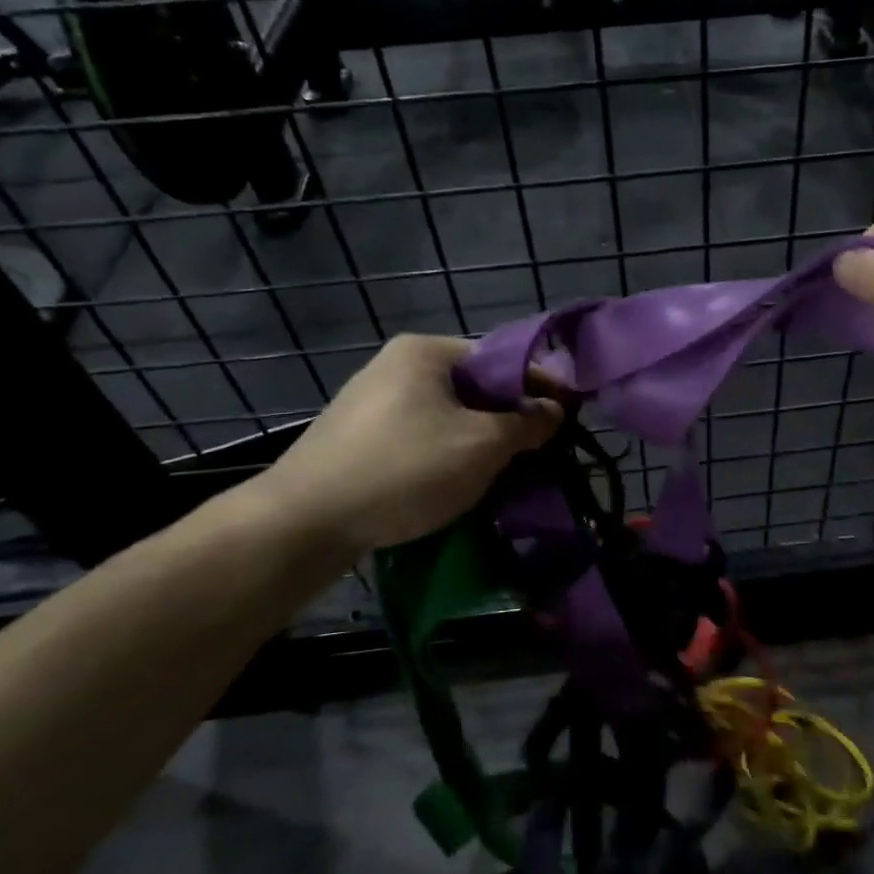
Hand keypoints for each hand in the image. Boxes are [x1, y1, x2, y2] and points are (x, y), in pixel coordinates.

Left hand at [249, 334, 560, 554]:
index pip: (500, 359)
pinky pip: (421, 437)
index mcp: (425, 351)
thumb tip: (555, 409)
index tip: (570, 414)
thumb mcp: (480, 445)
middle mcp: (397, 365)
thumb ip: (526, 423)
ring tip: (506, 471)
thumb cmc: (404, 469)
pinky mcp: (358, 437)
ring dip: (480, 440)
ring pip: (448, 416)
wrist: (304, 522)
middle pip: (474, 387)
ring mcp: (372, 402)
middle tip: (539, 450)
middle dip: (509, 418)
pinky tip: (459, 483)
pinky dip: (448, 454)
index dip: (539, 386)